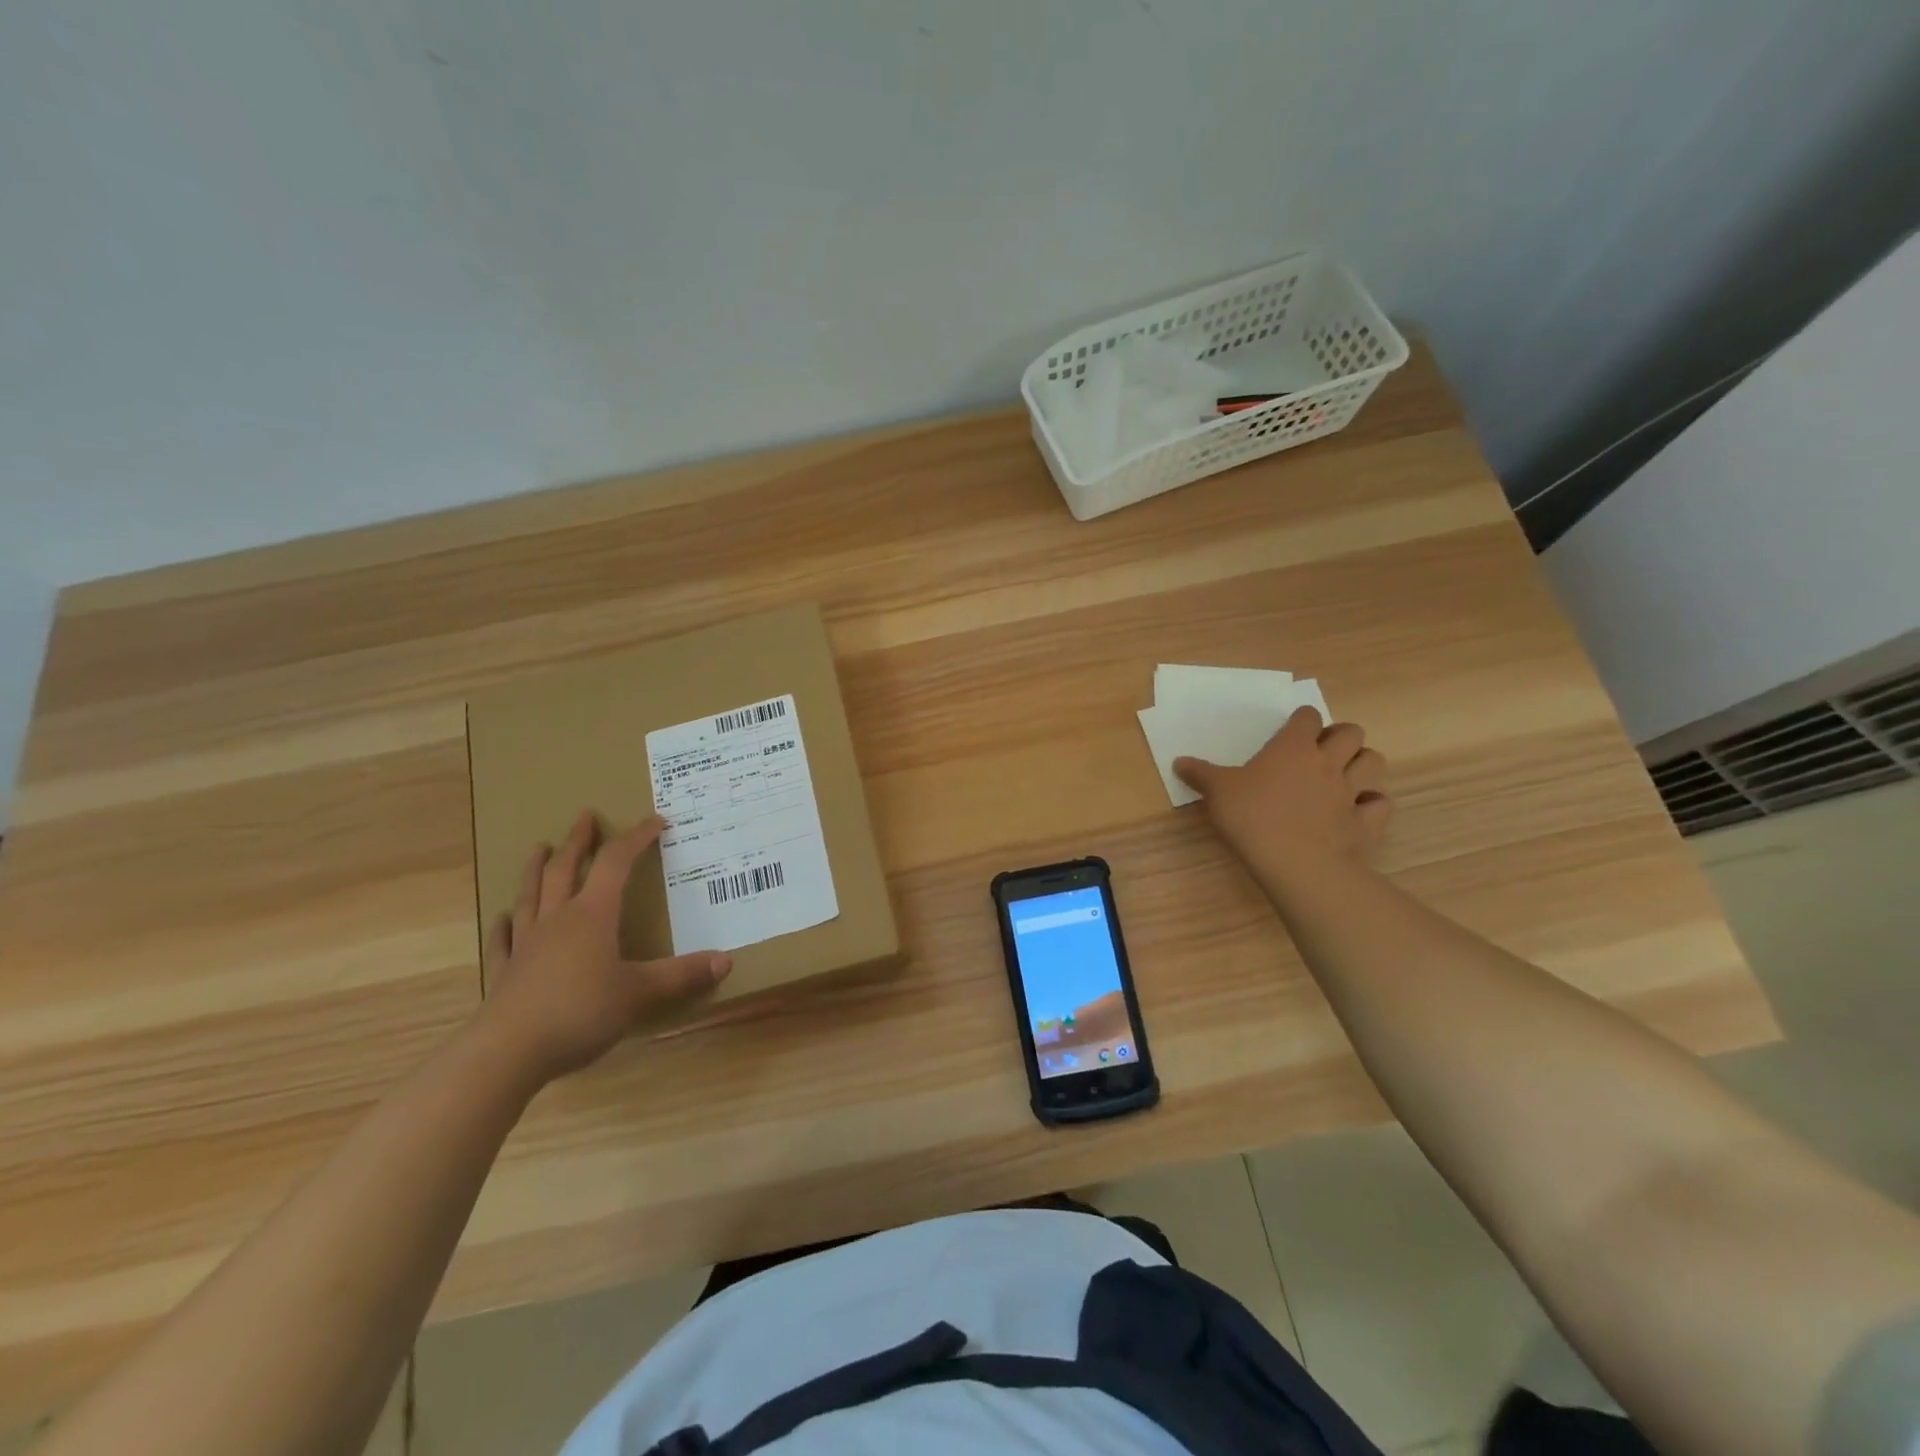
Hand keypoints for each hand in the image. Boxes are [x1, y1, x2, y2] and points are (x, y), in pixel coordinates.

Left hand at [479, 811, 730, 1083]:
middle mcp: (558, 920)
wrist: (507, 1052)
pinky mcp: (505, 973)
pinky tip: (506, 917)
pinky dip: (508, 923)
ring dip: (537, 868)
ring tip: (540, 847)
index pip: (616, 863)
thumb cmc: (580, 1012)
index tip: (656, 821)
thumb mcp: (640, 993)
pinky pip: (506, 939)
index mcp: (593, 915)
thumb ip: (681, 975)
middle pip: (565, 869)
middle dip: (579, 841)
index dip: (636, 838)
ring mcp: (527, 945)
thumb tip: (726, 960)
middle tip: (586, 816)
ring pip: (532, 895)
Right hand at [1174, 708, 1391, 877]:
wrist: (1294, 862)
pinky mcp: (1366, 822)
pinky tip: (1358, 810)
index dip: (1302, 721)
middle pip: (1351, 733)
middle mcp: (1327, 762)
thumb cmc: (1251, 817)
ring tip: (1345, 775)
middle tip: (1322, 752)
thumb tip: (1178, 762)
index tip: (1292, 731)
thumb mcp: (1217, 792)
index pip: (1307, 717)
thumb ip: (1200, 774)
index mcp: (1293, 747)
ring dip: (1362, 764)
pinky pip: (1380, 803)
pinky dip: (1373, 803)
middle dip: (1341, 737)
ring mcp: (1351, 792)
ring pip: (1373, 762)